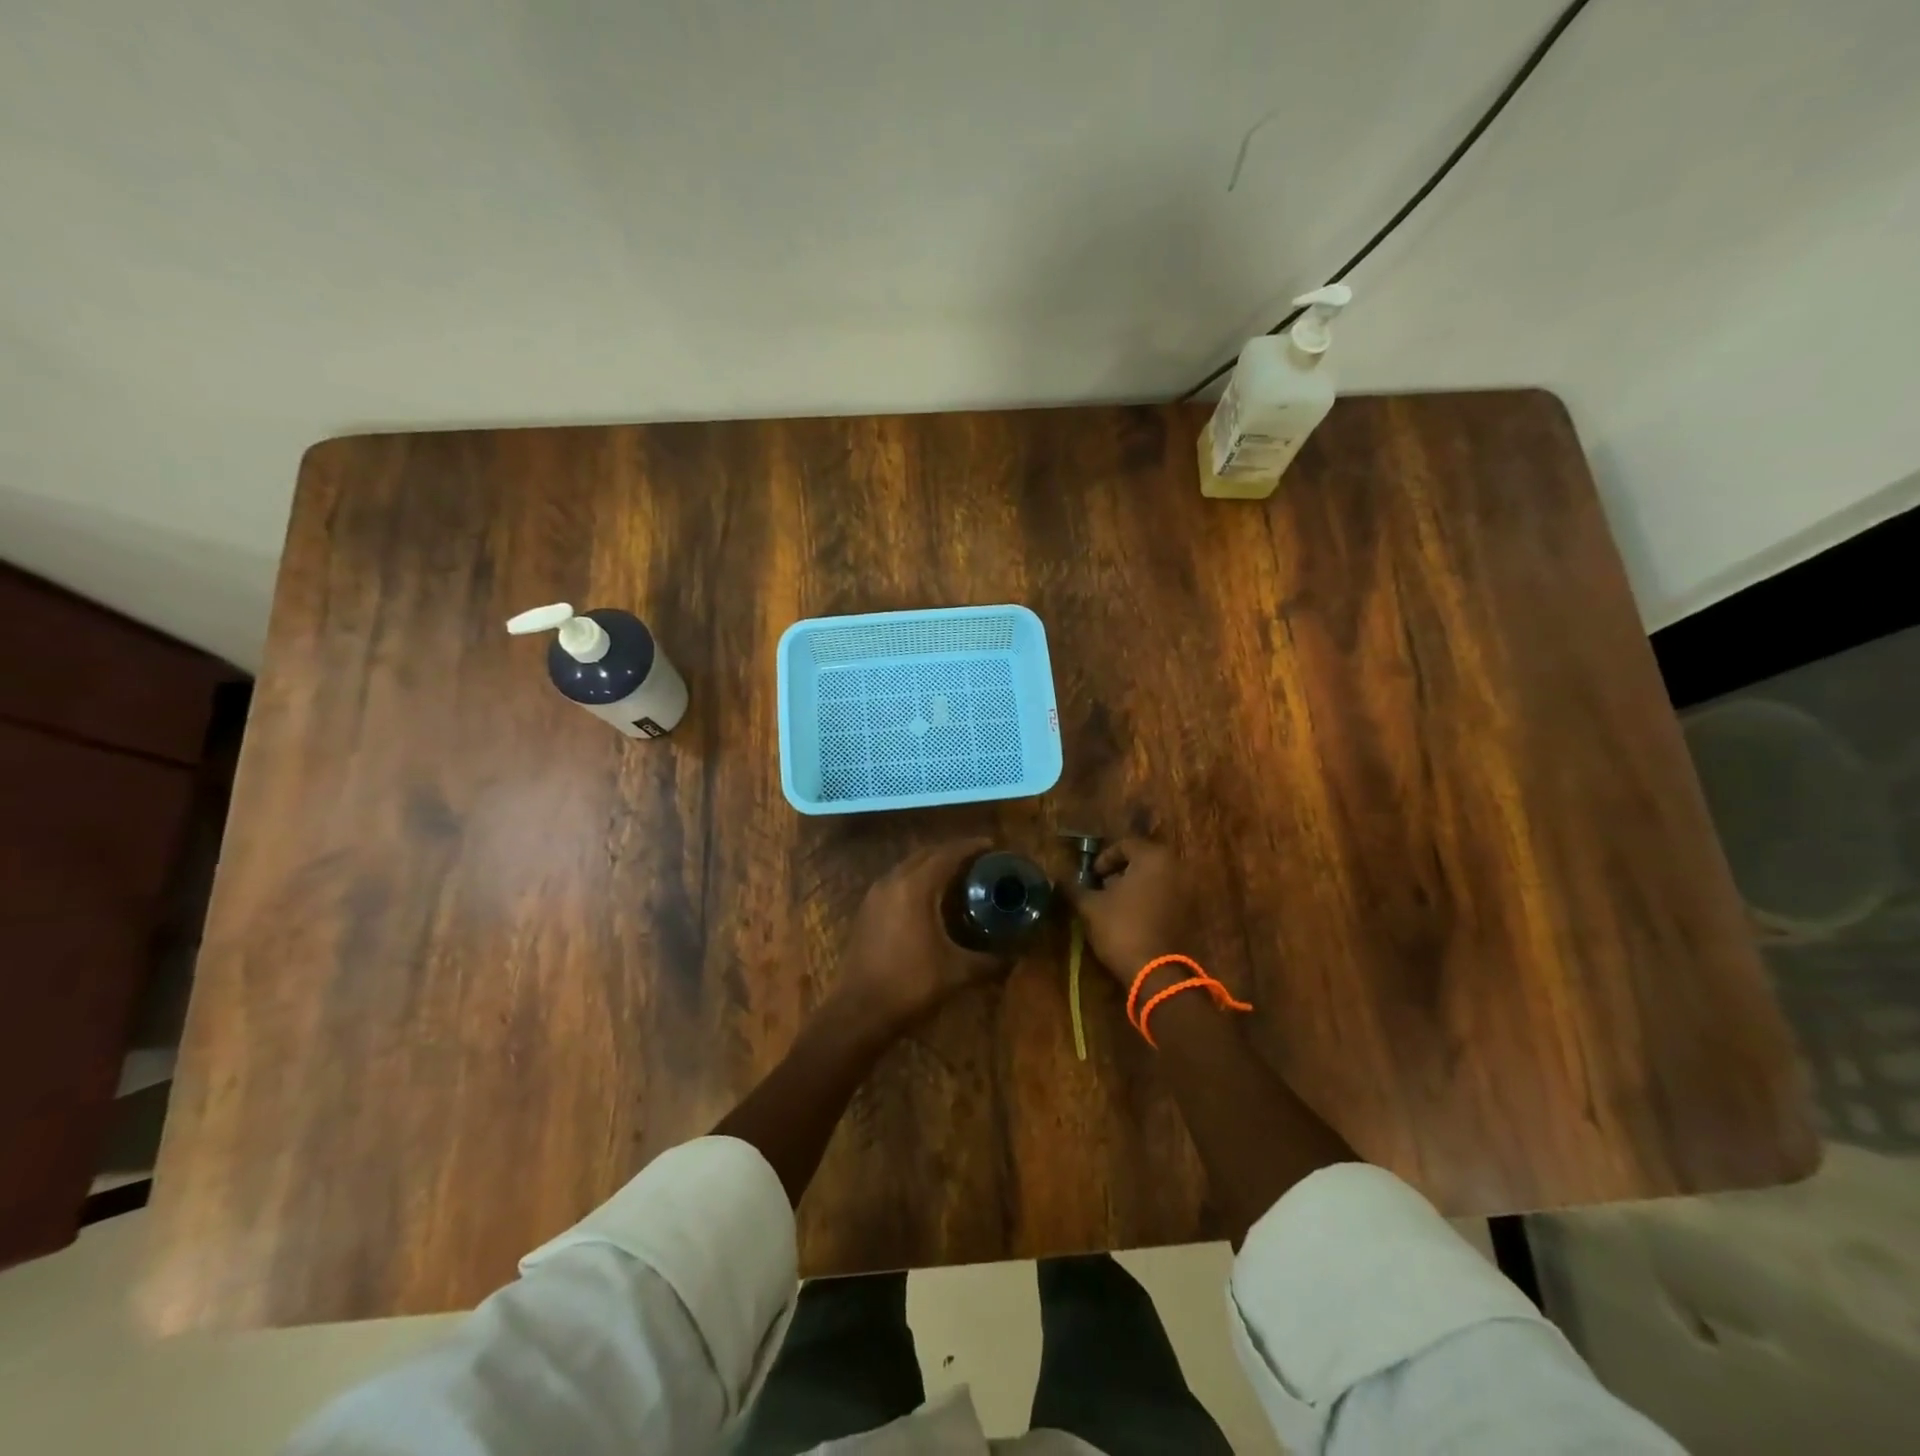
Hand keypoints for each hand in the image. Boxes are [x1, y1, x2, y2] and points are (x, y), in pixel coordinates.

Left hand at [838, 839, 1008, 1031]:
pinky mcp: (866, 911)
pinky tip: (929, 899)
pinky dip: (916, 879)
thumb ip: (990, 960)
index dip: (971, 847)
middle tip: (978, 861)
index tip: (993, 846)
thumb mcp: (957, 972)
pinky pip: (896, 881)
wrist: (858, 1012)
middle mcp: (892, 882)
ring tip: (957, 876)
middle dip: (952, 852)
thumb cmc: (910, 986)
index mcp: (915, 887)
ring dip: (932, 865)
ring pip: (908, 866)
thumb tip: (1017, 955)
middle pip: (926, 854)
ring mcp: (874, 895)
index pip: (947, 854)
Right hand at [1059, 838, 1195, 986]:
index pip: (1125, 845)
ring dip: (1135, 886)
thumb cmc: (1121, 929)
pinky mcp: (1190, 913)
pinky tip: (1132, 918)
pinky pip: (1166, 896)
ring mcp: (1187, 891)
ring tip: (1115, 905)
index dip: (1104, 859)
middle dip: (1120, 871)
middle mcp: (1175, 867)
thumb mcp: (1090, 906)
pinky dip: (1149, 900)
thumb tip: (1059, 877)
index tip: (1092, 876)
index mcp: (1153, 857)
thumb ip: (1074, 887)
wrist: (1156, 973)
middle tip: (1102, 888)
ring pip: (1155, 878)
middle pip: (1143, 860)